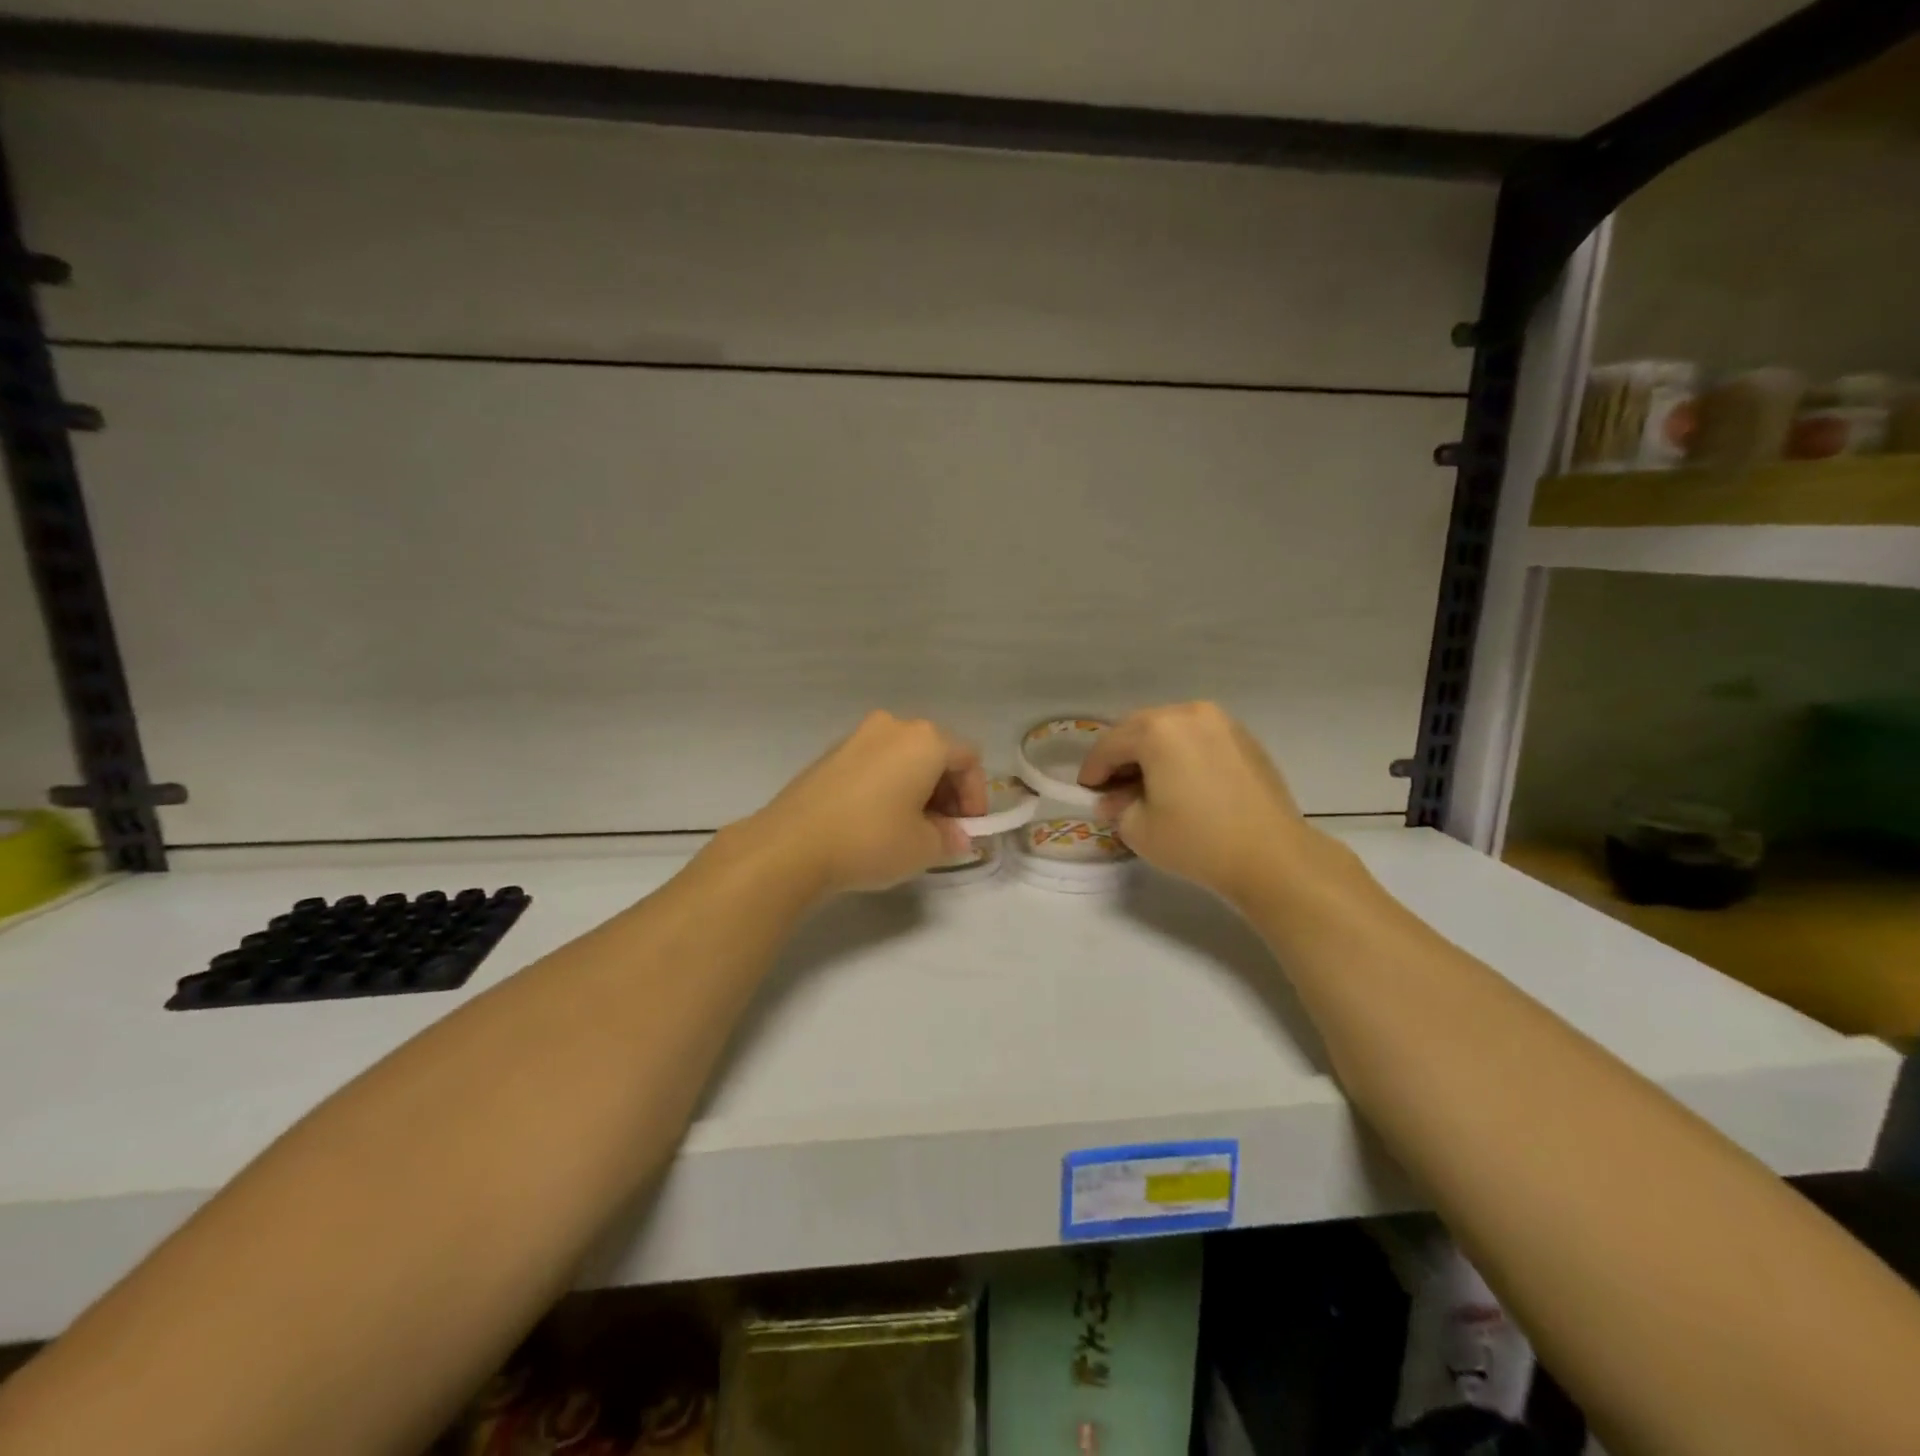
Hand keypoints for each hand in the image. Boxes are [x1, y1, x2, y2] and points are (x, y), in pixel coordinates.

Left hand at [740, 712, 987, 896]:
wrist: (791, 845)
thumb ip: (950, 837)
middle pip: (936, 753)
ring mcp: (857, 736)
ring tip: (912, 828)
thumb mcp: (924, 848)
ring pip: (904, 758)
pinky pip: (876, 764)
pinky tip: (879, 820)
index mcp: (925, 740)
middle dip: (948, 791)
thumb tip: (956, 836)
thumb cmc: (871, 840)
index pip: (968, 759)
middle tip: (944, 830)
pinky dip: (889, 785)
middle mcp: (893, 726)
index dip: (976, 796)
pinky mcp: (831, 753)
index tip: (969, 830)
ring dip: (918, 788)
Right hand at [1077, 702, 1328, 906]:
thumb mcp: (1140, 829)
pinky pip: (1198, 737)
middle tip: (1113, 786)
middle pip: (1140, 728)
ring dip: (1151, 751)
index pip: (1110, 745)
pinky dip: (1181, 752)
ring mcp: (1221, 722)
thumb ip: (1117, 808)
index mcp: (1157, 730)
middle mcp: (1189, 714)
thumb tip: (1112, 800)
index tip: (1086, 791)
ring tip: (1147, 783)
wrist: (1273, 857)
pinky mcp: (1244, 738)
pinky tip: (1180, 781)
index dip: (1093, 769)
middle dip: (1121, 755)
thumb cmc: (1197, 841)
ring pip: (1170, 729)